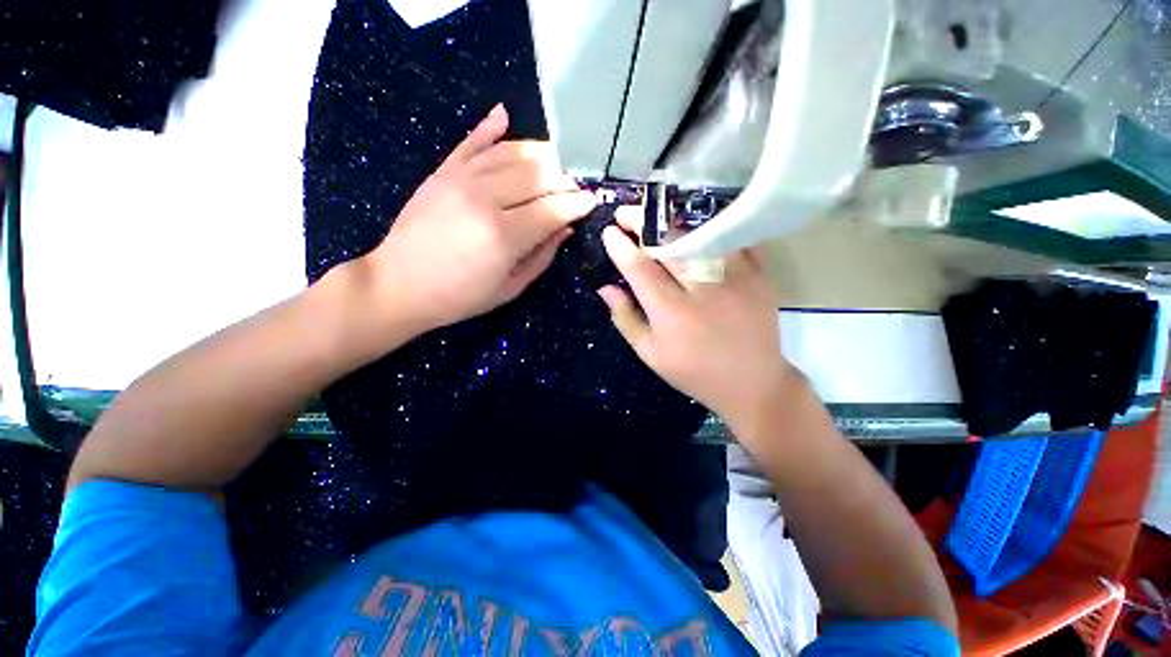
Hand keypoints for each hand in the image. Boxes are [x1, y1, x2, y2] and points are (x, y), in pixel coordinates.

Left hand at [356, 104, 596, 332]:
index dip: (577, 204)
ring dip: (540, 154)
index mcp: (503, 236)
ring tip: (557, 162)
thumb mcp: (510, 287)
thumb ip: (542, 255)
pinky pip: (472, 142)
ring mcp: (460, 180)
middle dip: (565, 179)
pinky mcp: (442, 172)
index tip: (592, 202)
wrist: (399, 284)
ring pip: (511, 153)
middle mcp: (484, 199)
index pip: (553, 209)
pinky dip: (490, 127)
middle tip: (577, 186)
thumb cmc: (460, 296)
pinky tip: (505, 115)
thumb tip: (566, 228)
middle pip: (537, 175)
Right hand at [598, 209, 795, 434]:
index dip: (621, 247)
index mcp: (672, 314)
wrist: (753, 384)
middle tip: (626, 214)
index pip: (641, 269)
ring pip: (699, 236)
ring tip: (655, 218)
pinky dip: (709, 229)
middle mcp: (703, 290)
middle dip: (643, 224)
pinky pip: (731, 241)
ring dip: (672, 224)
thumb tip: (605, 289)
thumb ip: (626, 318)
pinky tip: (694, 227)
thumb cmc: (695, 373)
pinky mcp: (758, 276)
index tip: (609, 232)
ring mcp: (735, 279)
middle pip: (669, 245)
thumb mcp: (651, 355)